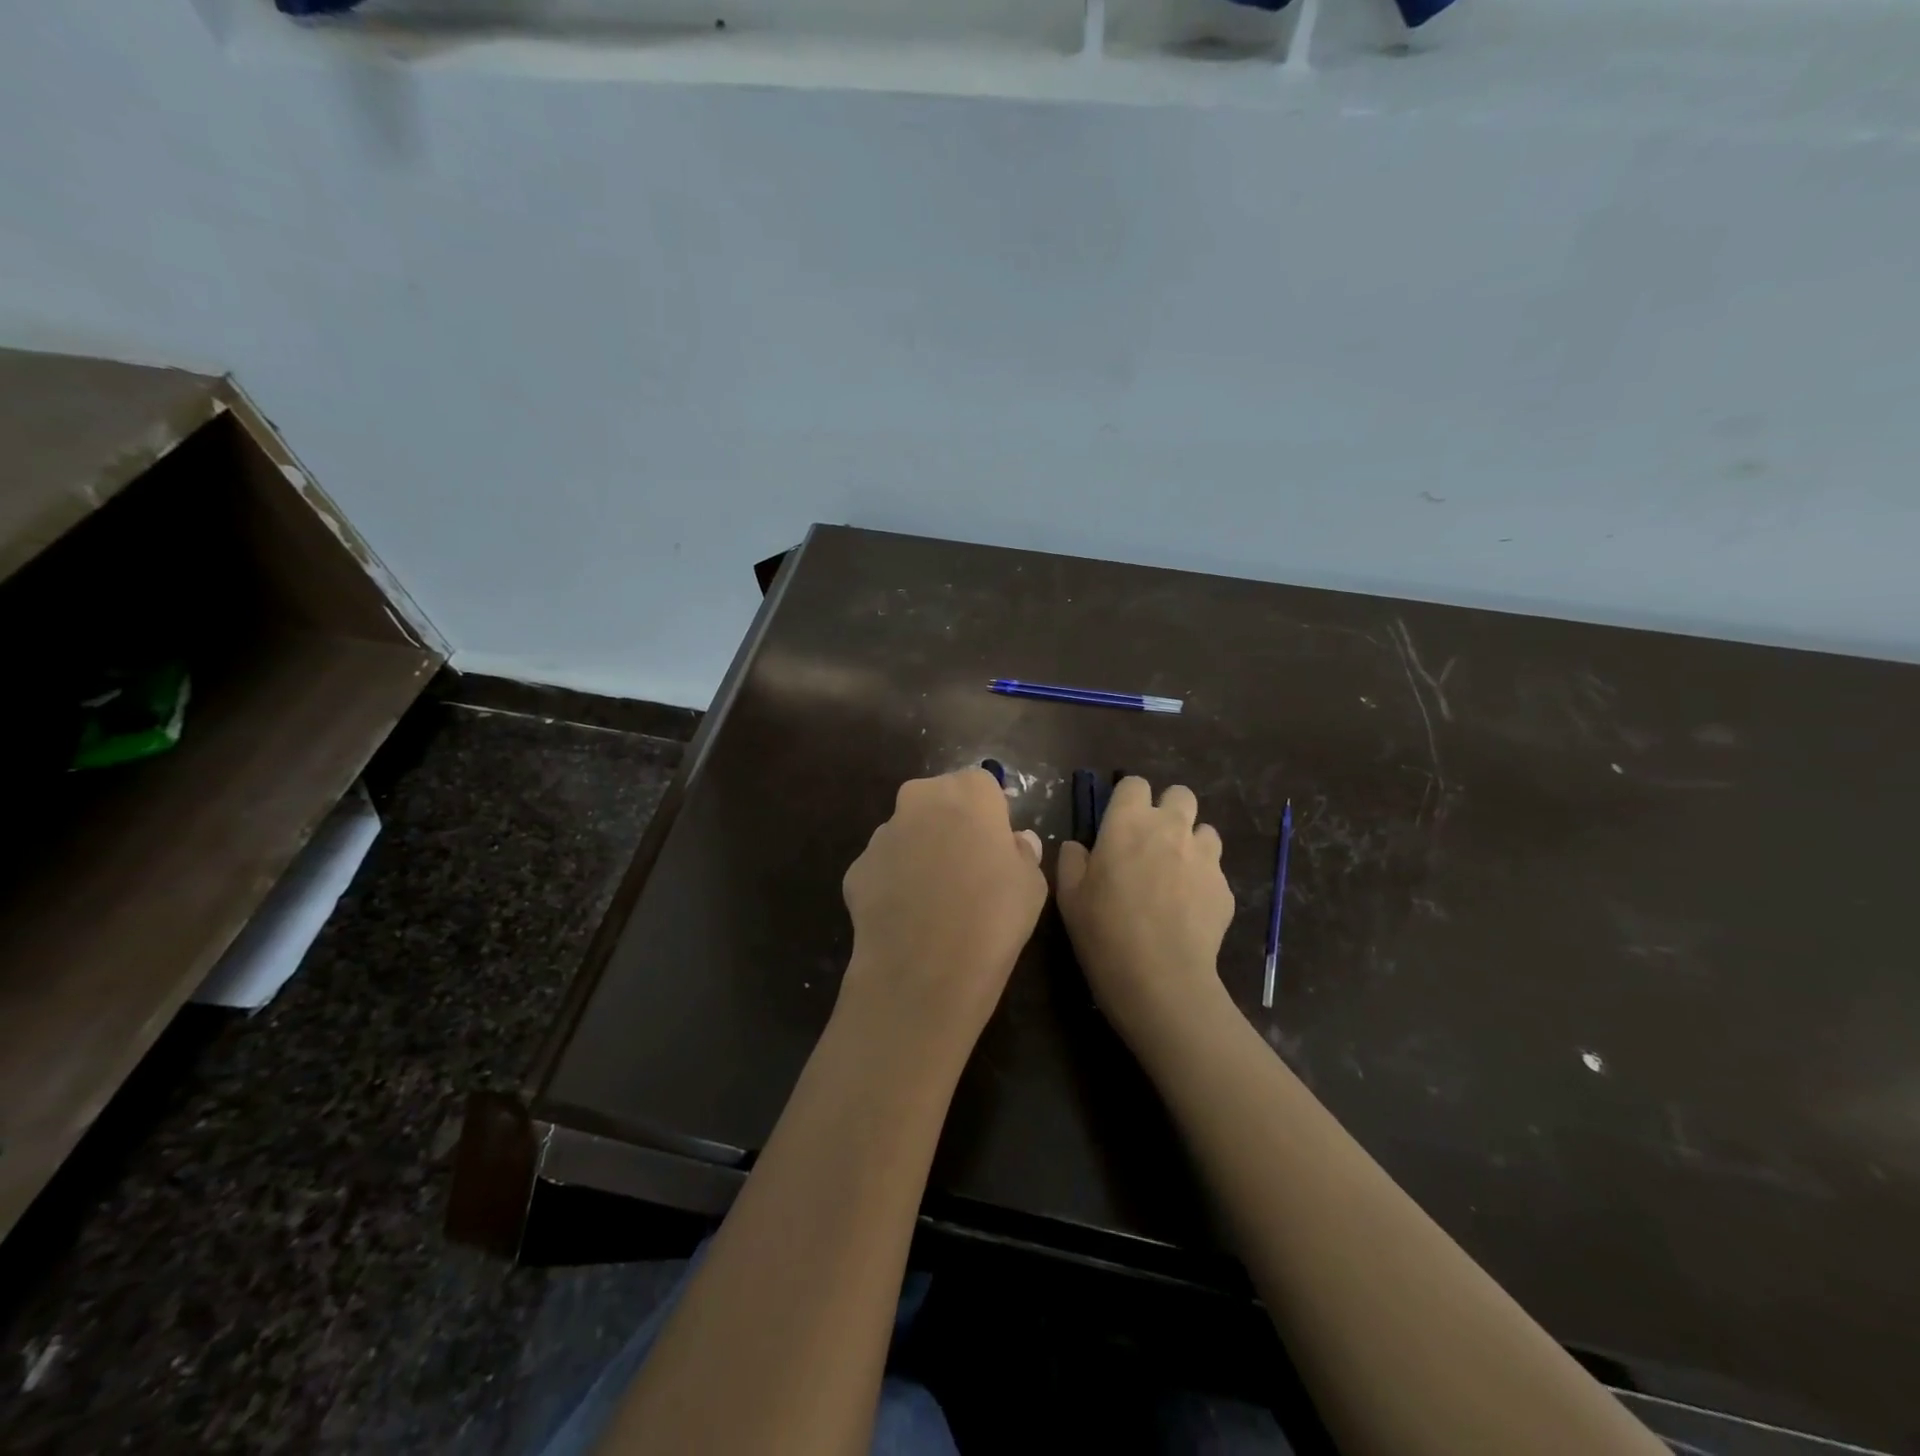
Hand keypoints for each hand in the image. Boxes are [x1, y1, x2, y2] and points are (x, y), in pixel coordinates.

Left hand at [840, 769, 1046, 1059]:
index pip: (982, 784)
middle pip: (938, 799)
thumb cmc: (994, 917)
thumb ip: (1023, 853)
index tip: (997, 842)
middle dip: (950, 822)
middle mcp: (920, 800)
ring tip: (935, 899)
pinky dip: (894, 884)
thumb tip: (1016, 842)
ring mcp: (882, 834)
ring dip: (919, 852)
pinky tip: (908, 918)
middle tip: (967, 865)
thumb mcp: (1032, 885)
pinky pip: (883, 868)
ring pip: (906, 832)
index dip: (991, 812)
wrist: (925, 969)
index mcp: (968, 793)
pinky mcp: (857, 869)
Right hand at [1056, 778, 1235, 1056]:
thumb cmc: (1104, 932)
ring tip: (1175, 873)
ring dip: (1190, 842)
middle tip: (1151, 840)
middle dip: (1168, 809)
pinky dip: (1203, 878)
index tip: (1119, 822)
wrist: (1160, 978)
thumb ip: (1072, 860)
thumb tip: (1078, 846)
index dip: (1128, 799)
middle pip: (1180, 795)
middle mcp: (1171, 828)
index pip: (1135, 784)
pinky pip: (1215, 868)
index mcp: (1128, 823)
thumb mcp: (1069, 896)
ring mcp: (1204, 856)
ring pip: (1204, 830)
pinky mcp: (1225, 886)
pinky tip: (1188, 907)